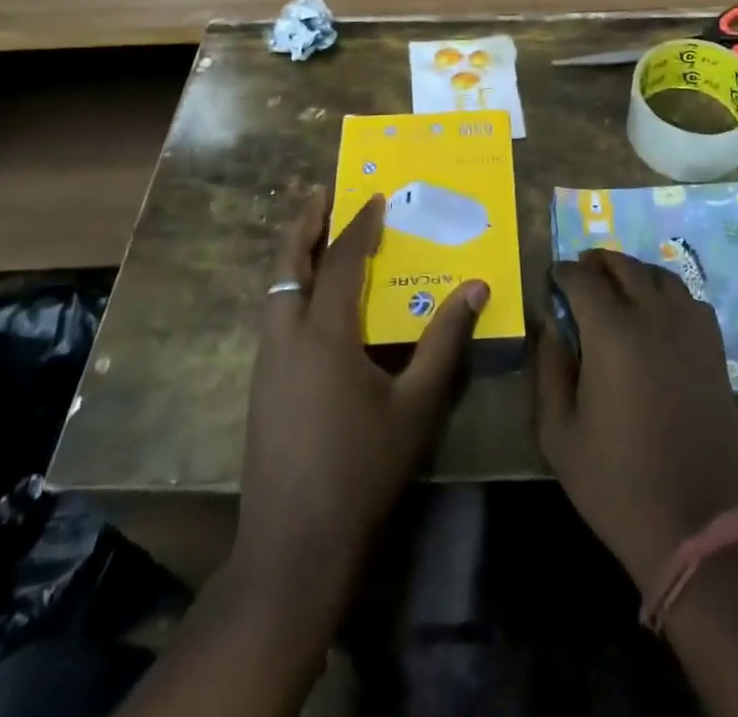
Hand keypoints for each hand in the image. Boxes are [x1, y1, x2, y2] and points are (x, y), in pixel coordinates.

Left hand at [232, 189, 488, 604]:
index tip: (375, 196)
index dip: (359, 226)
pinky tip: (310, 300)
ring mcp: (267, 362)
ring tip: (315, 233)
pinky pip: (273, 315)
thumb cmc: (362, 469)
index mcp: (324, 335)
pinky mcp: (261, 385)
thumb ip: (446, 342)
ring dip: (293, 254)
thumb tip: (477, 287)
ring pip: (274, 289)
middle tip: (321, 192)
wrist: (295, 545)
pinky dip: (290, 287)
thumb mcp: (417, 405)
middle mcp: (287, 337)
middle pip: (288, 264)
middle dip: (304, 224)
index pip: (340, 262)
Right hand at [535, 249, 737, 588]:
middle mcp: (654, 318)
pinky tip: (658, 311)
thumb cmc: (616, 482)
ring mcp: (690, 331)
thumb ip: (549, 369)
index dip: (564, 272)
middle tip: (580, 270)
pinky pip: (691, 300)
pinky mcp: (715, 351)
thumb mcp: (559, 433)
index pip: (583, 279)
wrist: (695, 524)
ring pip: (661, 276)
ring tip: (618, 284)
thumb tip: (549, 325)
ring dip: (634, 271)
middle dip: (598, 262)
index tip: (552, 276)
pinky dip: (669, 293)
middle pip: (625, 266)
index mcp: (612, 333)